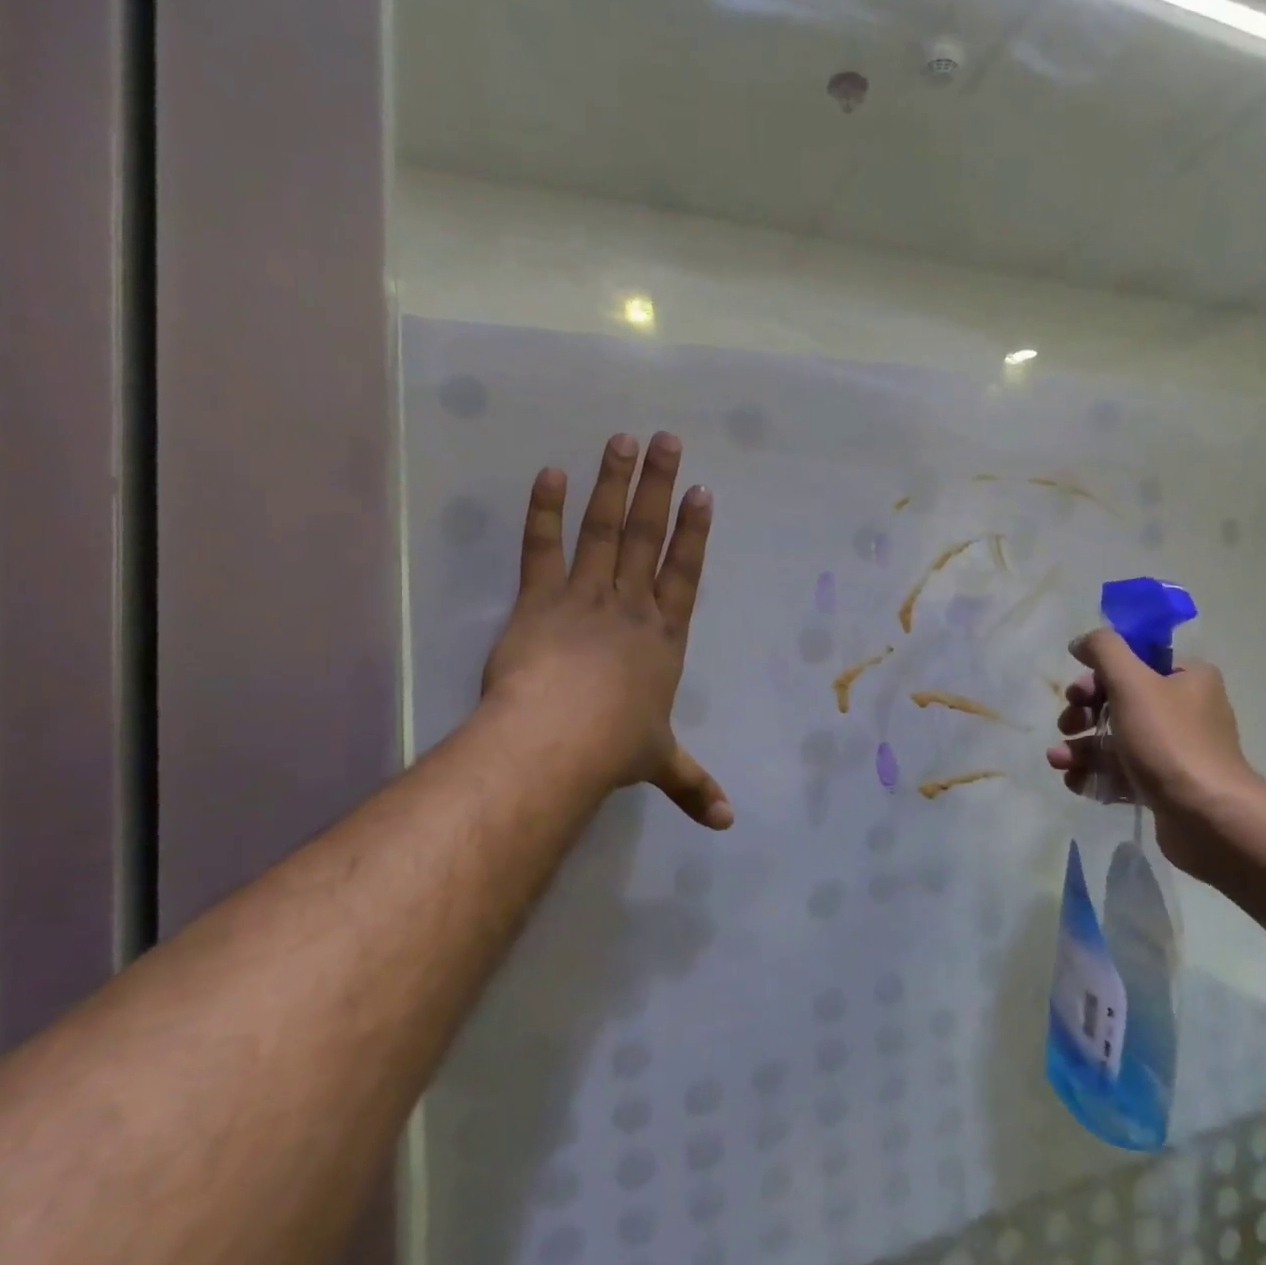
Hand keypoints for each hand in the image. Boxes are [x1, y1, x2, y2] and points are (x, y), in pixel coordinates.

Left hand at [481, 432, 732, 829]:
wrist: (555, 743)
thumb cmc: (615, 748)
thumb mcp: (661, 763)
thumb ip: (694, 785)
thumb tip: (726, 824)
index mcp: (664, 636)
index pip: (685, 572)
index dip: (695, 532)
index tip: (702, 492)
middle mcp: (631, 606)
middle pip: (650, 536)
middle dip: (661, 486)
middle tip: (667, 440)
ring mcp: (585, 597)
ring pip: (605, 530)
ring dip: (615, 484)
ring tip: (622, 440)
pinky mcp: (539, 601)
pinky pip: (543, 549)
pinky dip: (545, 511)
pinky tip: (549, 474)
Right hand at [1047, 631, 1259, 873]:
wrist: (1206, 817)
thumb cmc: (1168, 740)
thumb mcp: (1131, 682)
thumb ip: (1104, 650)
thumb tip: (1082, 641)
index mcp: (1187, 678)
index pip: (1135, 663)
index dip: (1098, 676)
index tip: (1075, 694)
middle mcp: (1186, 710)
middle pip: (1120, 702)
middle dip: (1083, 715)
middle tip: (1066, 725)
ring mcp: (1176, 751)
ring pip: (1117, 740)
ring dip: (1082, 747)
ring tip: (1058, 761)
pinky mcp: (1166, 786)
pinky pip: (1124, 772)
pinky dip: (1096, 774)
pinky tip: (1073, 782)